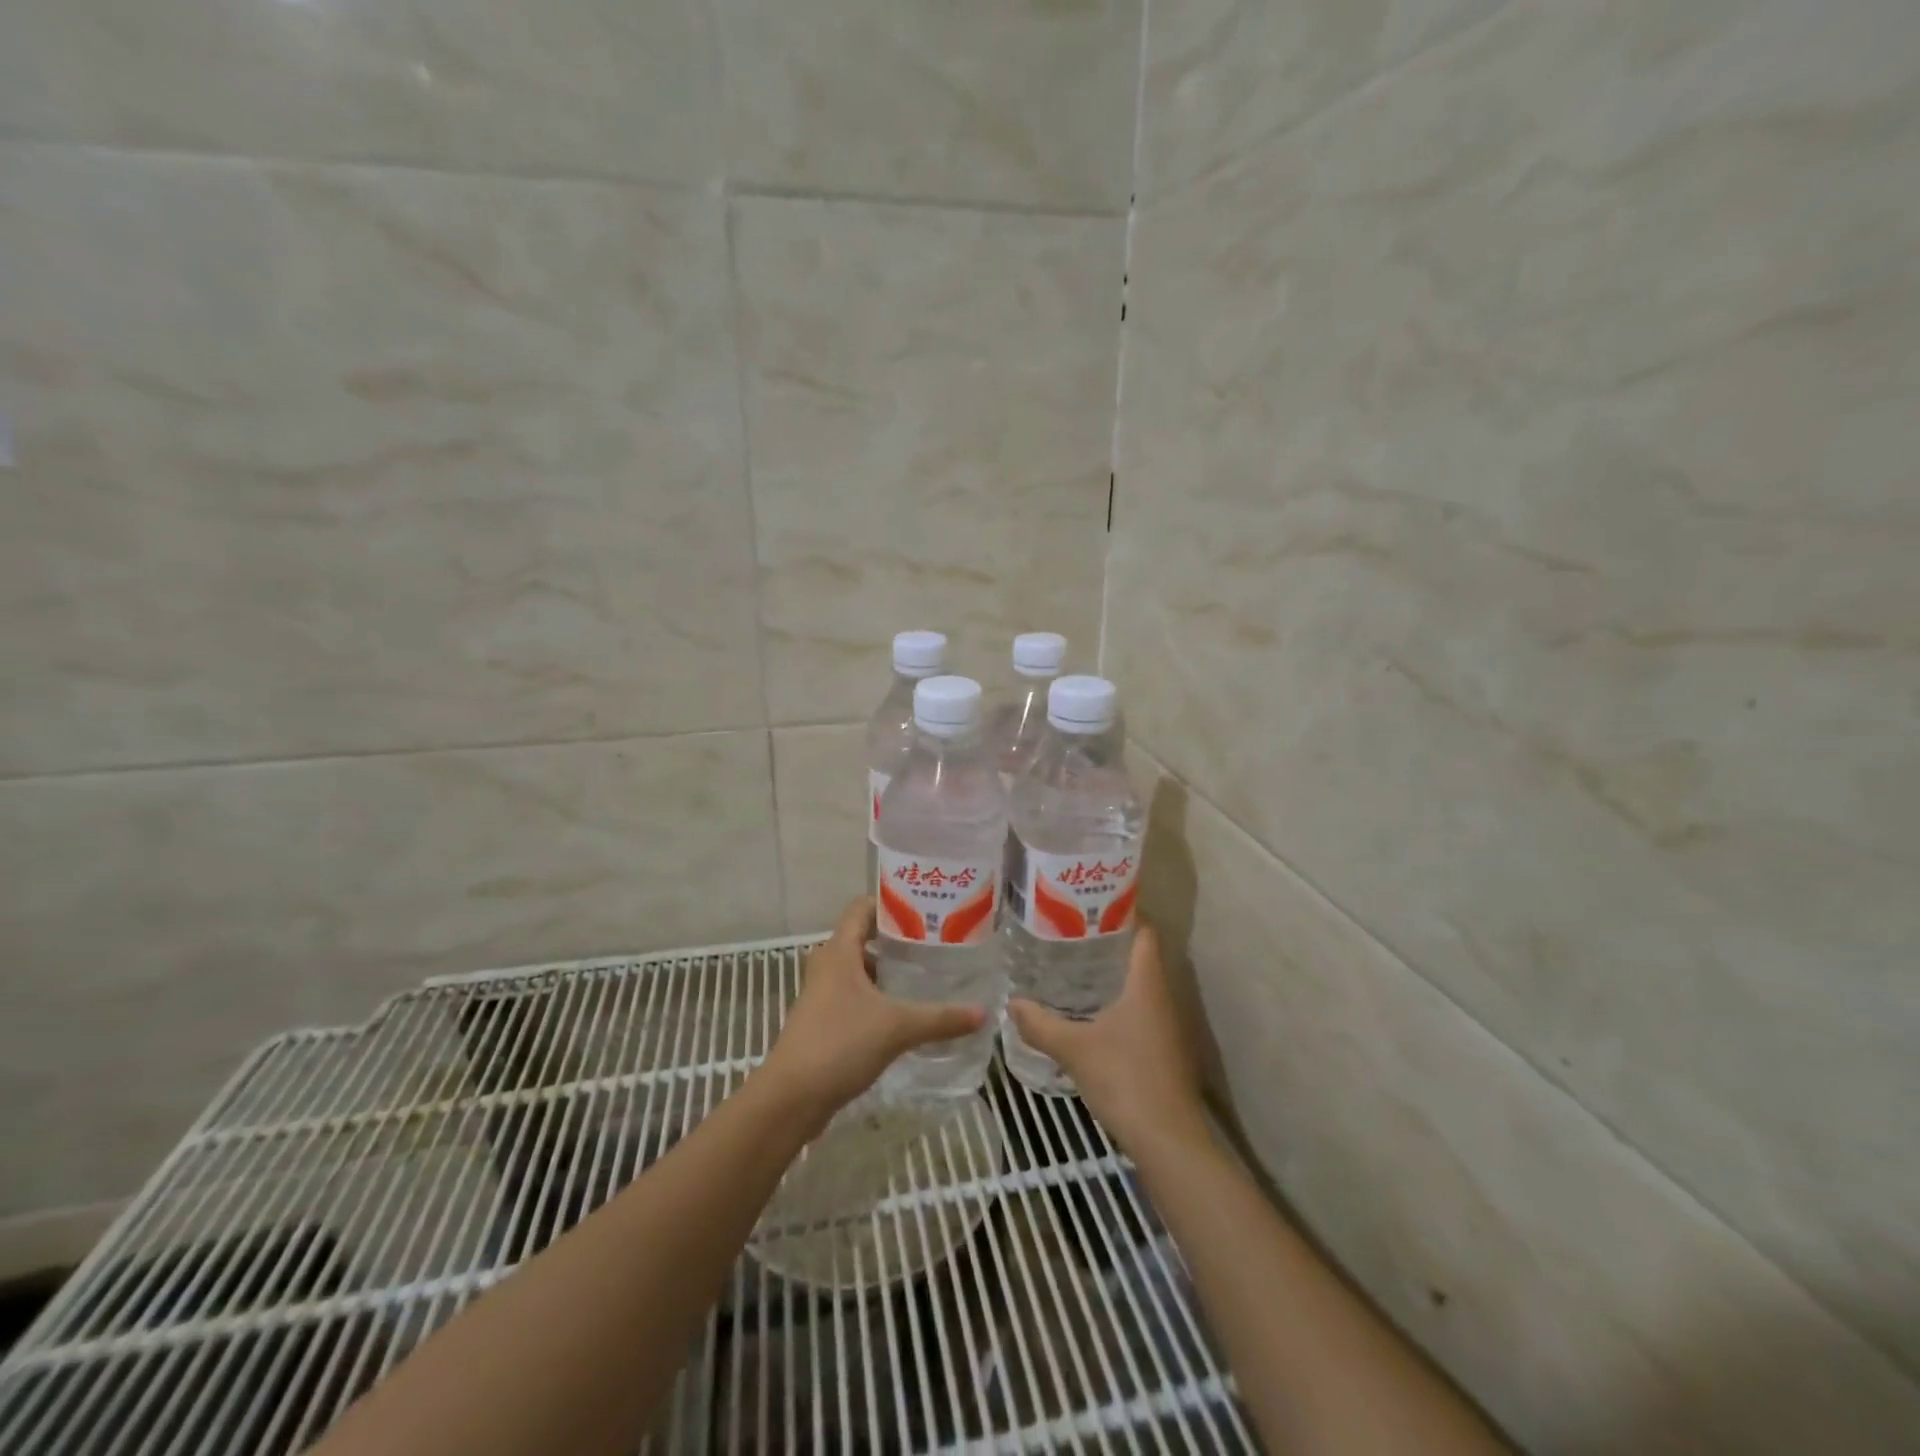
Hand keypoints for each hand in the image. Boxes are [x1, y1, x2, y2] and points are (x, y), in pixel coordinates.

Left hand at [760, 897, 984, 1125]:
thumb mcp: (897, 1027)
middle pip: (864, 937)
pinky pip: (856, 995)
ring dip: (889, 970)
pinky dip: (879, 995)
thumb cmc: (840, 1044)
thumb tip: (983, 1012)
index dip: (892, 903)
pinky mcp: (824, 1020)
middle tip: (937, 942)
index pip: (863, 907)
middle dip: (899, 939)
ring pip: (861, 969)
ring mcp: (823, 993)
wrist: (791, 1098)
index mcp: (838, 950)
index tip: (927, 909)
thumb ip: (941, 1018)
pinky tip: (906, 1010)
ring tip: (927, 973)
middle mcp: (828, 964)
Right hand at [1008, 925, 1209, 1150]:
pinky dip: (1117, 1002)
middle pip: (1140, 956)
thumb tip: (1011, 1002)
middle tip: (1069, 933)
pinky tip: (1089, 1012)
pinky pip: (1139, 1010)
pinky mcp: (1163, 1050)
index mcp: (1147, 982)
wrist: (1169, 1140)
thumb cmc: (1125, 1079)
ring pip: (1139, 985)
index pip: (1144, 932)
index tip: (1090, 904)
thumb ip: (1040, 1024)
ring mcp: (1167, 1025)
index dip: (1123, 912)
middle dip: (1108, 942)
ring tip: (1072, 966)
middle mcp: (1162, 996)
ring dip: (1112, 974)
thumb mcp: (1074, 1049)